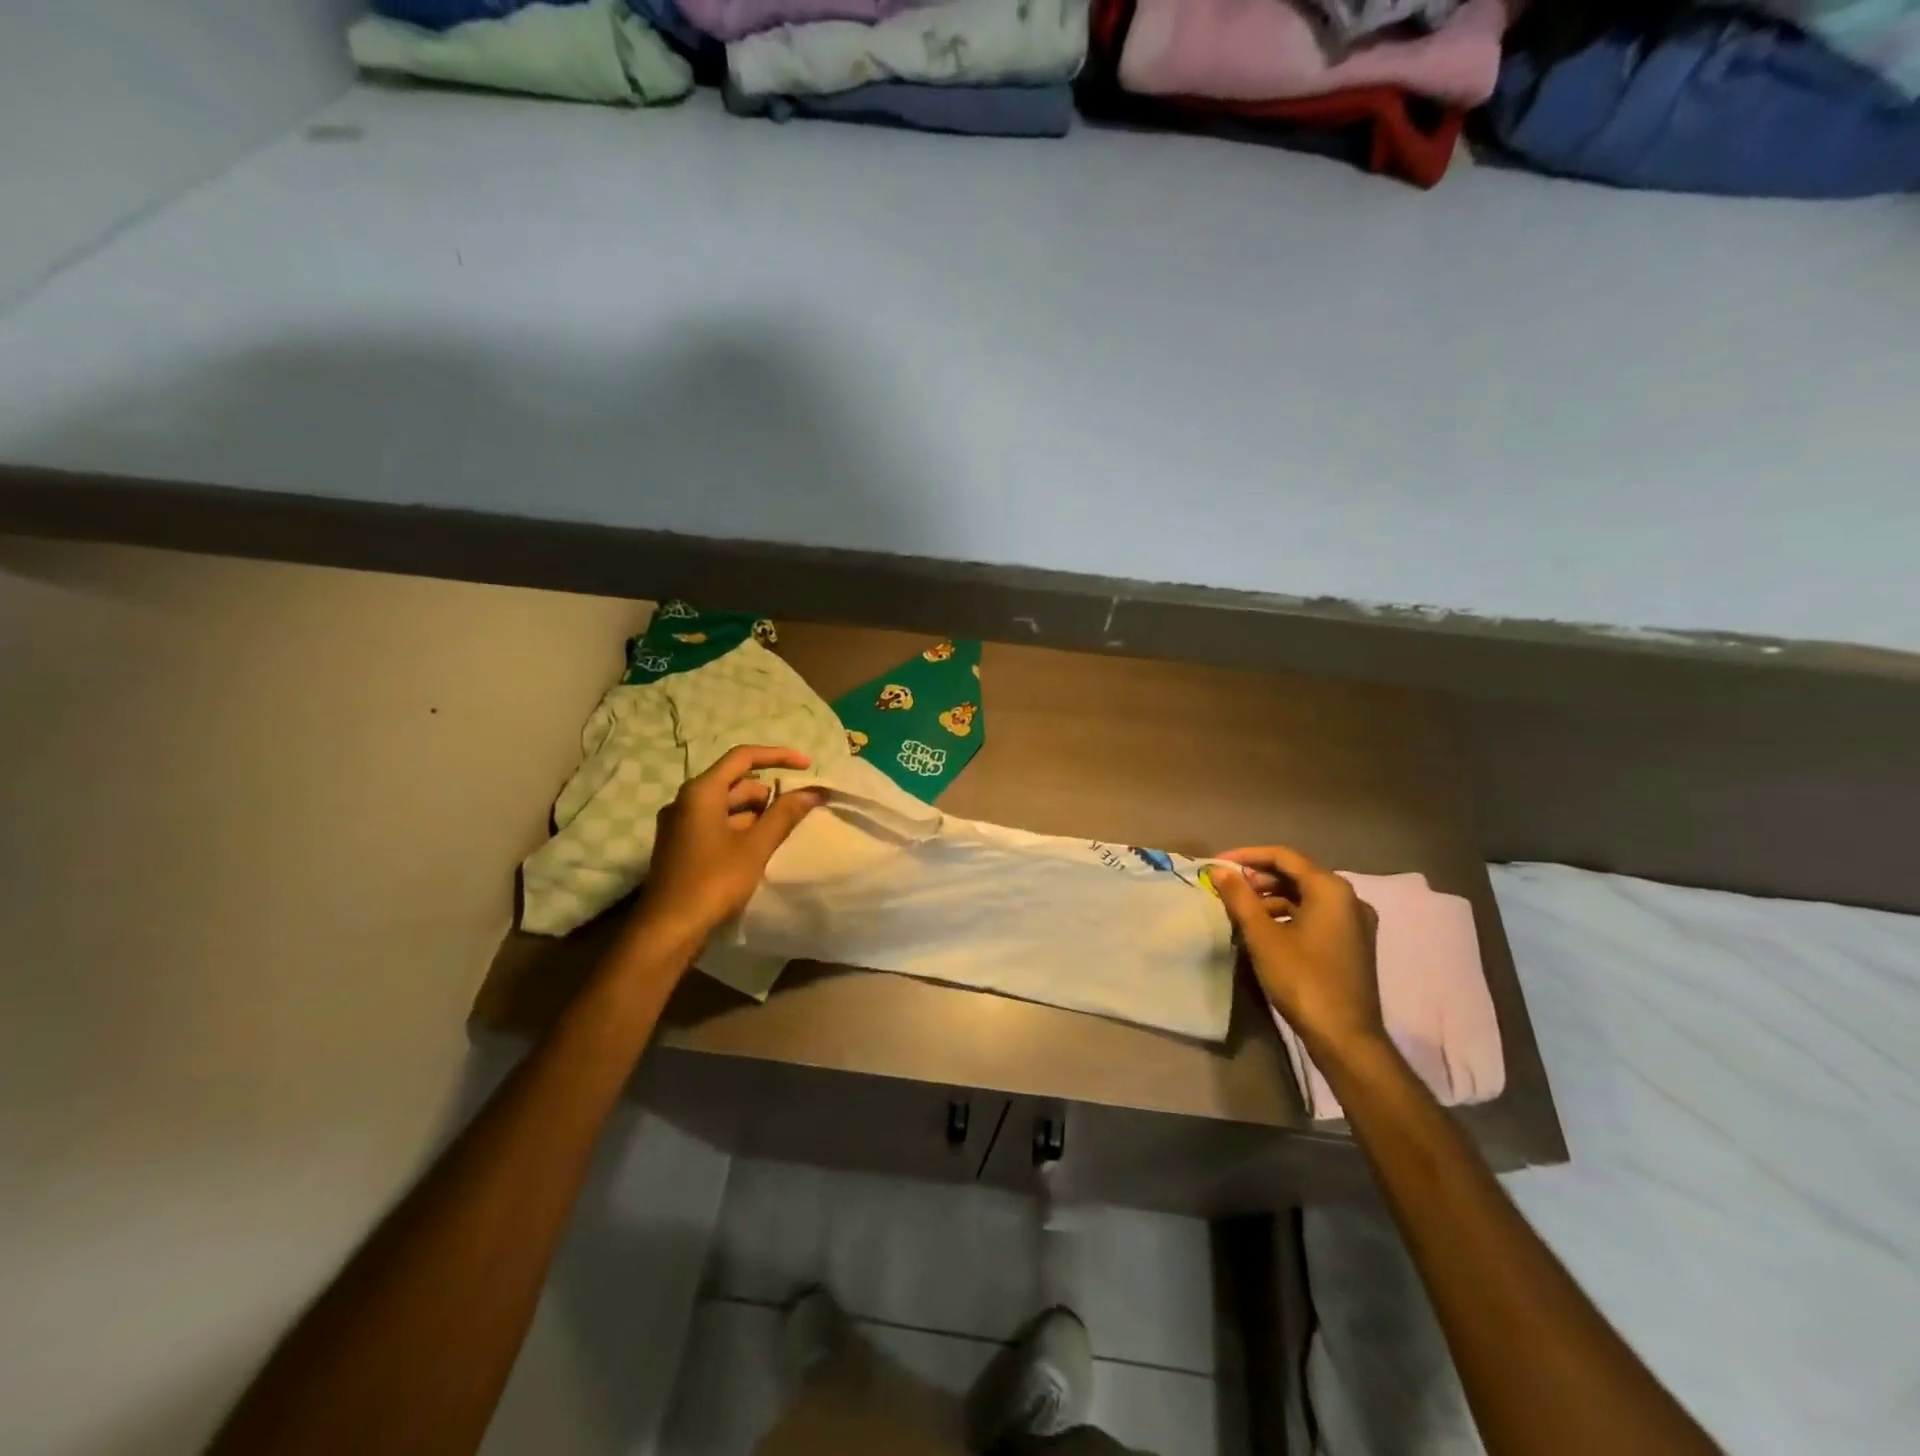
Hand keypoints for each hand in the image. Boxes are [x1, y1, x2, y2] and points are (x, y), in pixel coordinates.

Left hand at [633, 745, 826, 948]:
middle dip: (769, 793)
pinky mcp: (681, 845)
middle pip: (736, 782)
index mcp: (701, 792)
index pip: (743, 757)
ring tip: (782, 833)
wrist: (667, 930)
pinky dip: (741, 828)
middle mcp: (686, 800)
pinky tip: (759, 848)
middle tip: (798, 812)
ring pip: (727, 805)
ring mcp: (680, 824)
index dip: (778, 756)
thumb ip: (785, 815)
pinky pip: (716, 824)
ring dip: (756, 813)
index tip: (807, 766)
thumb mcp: (755, 847)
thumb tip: (812, 792)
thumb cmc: (713, 881)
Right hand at [1211, 846, 1386, 1061]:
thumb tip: (1219, 871)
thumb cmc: (1302, 979)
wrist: (1345, 1037)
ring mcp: (1355, 922)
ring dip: (1272, 897)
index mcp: (1330, 889)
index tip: (1217, 864)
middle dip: (1259, 878)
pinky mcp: (1353, 943)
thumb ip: (1239, 898)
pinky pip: (1316, 915)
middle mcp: (1349, 898)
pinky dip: (1289, 914)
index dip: (1247, 856)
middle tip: (1227, 888)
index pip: (1283, 856)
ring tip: (1241, 910)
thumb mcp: (1262, 936)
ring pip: (1306, 896)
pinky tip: (1265, 929)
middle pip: (1297, 874)